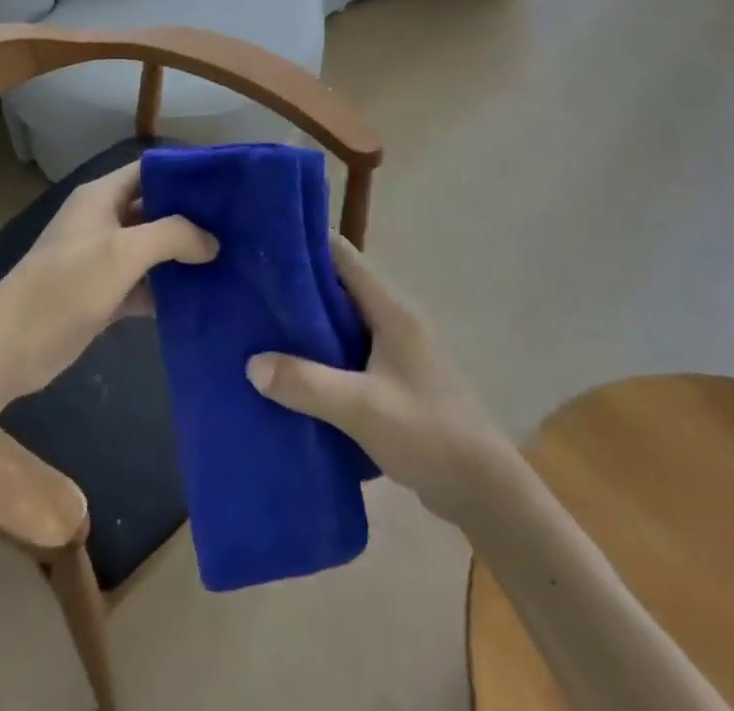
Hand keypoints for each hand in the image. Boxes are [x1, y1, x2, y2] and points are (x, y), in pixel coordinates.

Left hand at [0, 161, 216, 401]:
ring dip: (182, 257)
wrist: (12, 345)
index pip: (150, 171)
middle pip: (155, 210)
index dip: (185, 175)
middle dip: (191, 218)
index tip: (225, 186)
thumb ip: (172, 236)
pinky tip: (201, 298)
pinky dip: (167, 290)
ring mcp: (102, 259)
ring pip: (151, 250)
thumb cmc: (67, 284)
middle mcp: (104, 221)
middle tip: (237, 228)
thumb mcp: (123, 252)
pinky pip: (143, 284)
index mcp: (102, 197)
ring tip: (229, 262)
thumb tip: (212, 241)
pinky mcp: (103, 294)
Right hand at [246, 237, 513, 524]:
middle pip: (337, 287)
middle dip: (296, 286)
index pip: (342, 255)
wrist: (483, 491)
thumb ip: (307, 383)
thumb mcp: (362, 407)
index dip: (305, 243)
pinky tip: (290, 373)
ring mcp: (395, 351)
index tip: (263, 242)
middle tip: (249, 288)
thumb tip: (251, 363)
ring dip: (306, 325)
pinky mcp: (392, 380)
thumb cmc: (427, 433)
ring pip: (341, 323)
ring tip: (259, 328)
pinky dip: (320, 356)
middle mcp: (392, 320)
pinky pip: (348, 354)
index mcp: (390, 310)